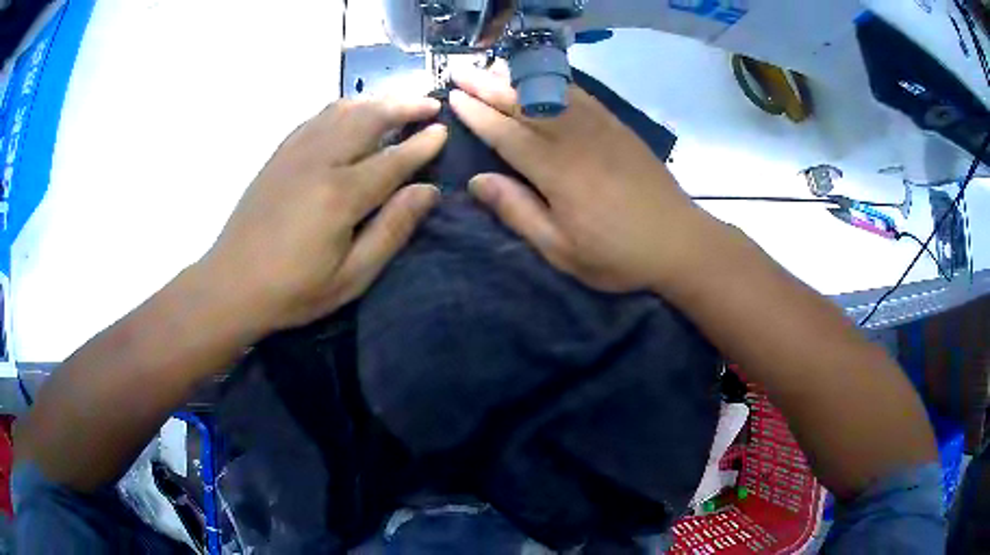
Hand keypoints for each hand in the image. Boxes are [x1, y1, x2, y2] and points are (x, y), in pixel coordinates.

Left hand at [200, 97, 446, 330]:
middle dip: (403, 106)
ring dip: (375, 101)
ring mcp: (295, 152)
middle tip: (430, 103)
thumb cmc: (294, 290)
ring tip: (397, 103)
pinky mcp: (279, 154)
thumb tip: (428, 192)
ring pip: (342, 110)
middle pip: (368, 118)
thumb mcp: (351, 276)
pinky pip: (317, 117)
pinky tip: (352, 113)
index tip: (443, 130)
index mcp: (340, 194)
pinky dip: (343, 108)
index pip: (393, 158)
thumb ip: (391, 230)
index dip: (422, 144)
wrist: (231, 284)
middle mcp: (319, 161)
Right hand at [450, 69, 703, 292]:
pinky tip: (541, 78)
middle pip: (522, 103)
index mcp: (555, 170)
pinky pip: (579, 94)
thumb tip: (476, 181)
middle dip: (486, 85)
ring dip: (515, 78)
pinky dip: (553, 81)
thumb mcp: (561, 249)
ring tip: (490, 68)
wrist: (679, 240)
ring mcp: (599, 126)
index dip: (476, 114)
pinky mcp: (617, 125)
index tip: (452, 97)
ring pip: (548, 92)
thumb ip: (518, 211)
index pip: (504, 133)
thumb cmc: (617, 253)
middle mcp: (573, 137)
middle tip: (459, 71)